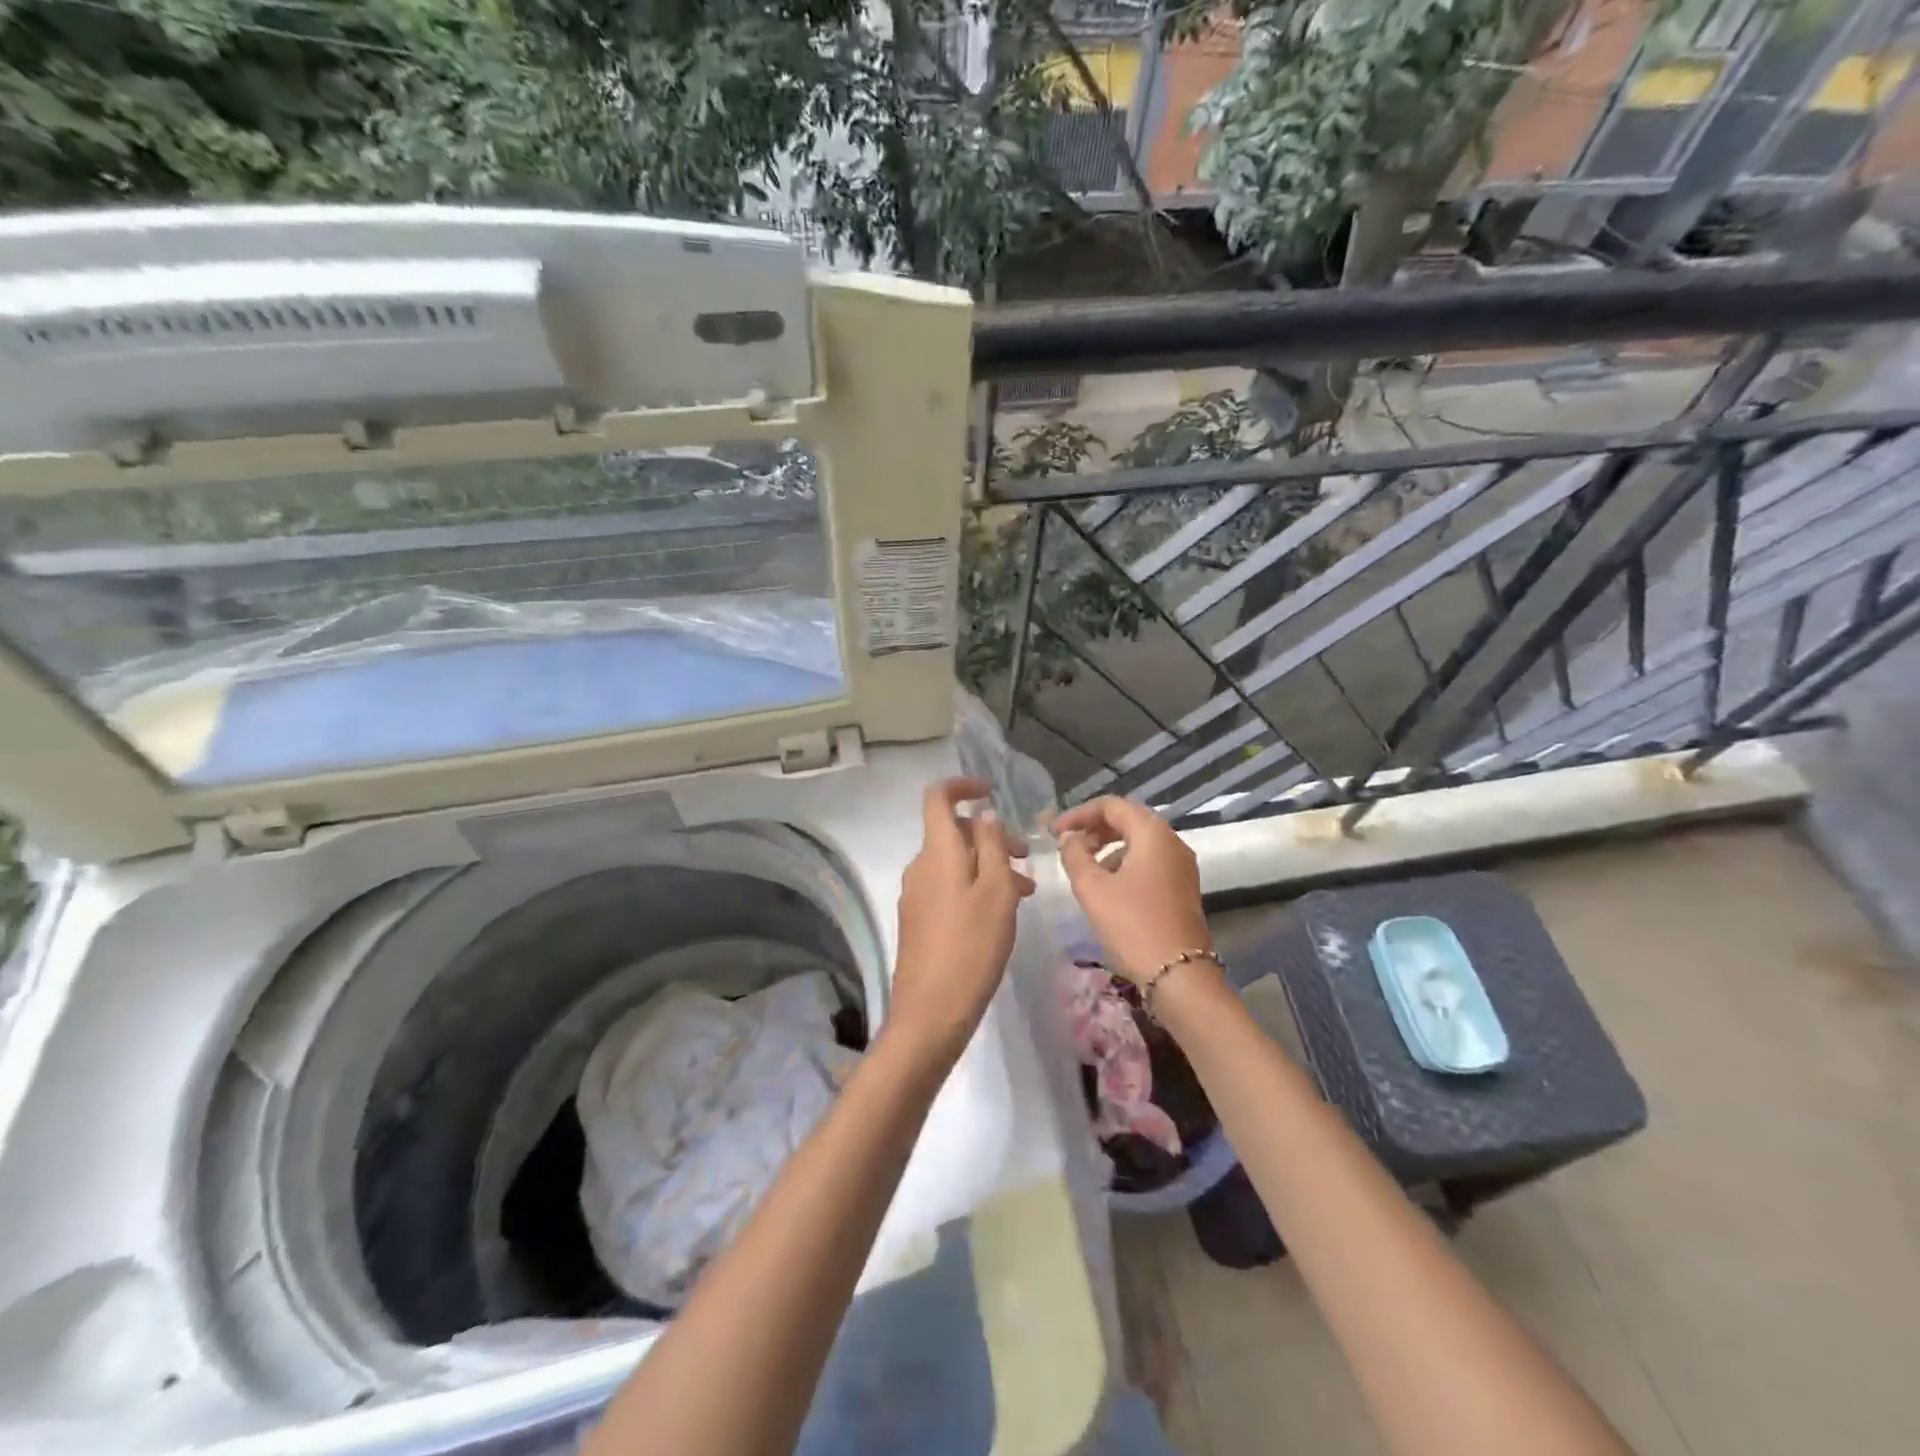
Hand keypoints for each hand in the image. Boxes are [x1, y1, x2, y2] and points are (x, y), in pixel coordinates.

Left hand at [888, 777, 1034, 1062]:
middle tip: (1025, 859)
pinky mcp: (918, 920)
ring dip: (988, 866)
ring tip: (1023, 893)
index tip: (991, 792)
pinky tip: (999, 914)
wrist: (931, 1012)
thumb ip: (992, 846)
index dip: (962, 787)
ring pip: (954, 863)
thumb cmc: (971, 946)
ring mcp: (915, 894)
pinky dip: (974, 887)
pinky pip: (948, 887)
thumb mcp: (997, 891)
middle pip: (952, 832)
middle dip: (990, 836)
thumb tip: (984, 815)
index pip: (938, 798)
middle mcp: (919, 866)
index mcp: (936, 852)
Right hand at [1053, 796, 1211, 983]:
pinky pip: (1149, 861)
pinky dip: (1125, 863)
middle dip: (1094, 829)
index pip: (1112, 806)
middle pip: (1128, 820)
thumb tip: (1071, 838)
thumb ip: (1075, 855)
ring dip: (1109, 847)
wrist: (1179, 974)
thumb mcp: (1092, 888)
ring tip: (1083, 868)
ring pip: (1139, 842)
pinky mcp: (1182, 887)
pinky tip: (1107, 887)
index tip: (1054, 832)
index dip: (1079, 814)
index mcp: (1152, 833)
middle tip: (1067, 846)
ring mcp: (1181, 865)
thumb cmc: (1132, 924)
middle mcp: (1172, 842)